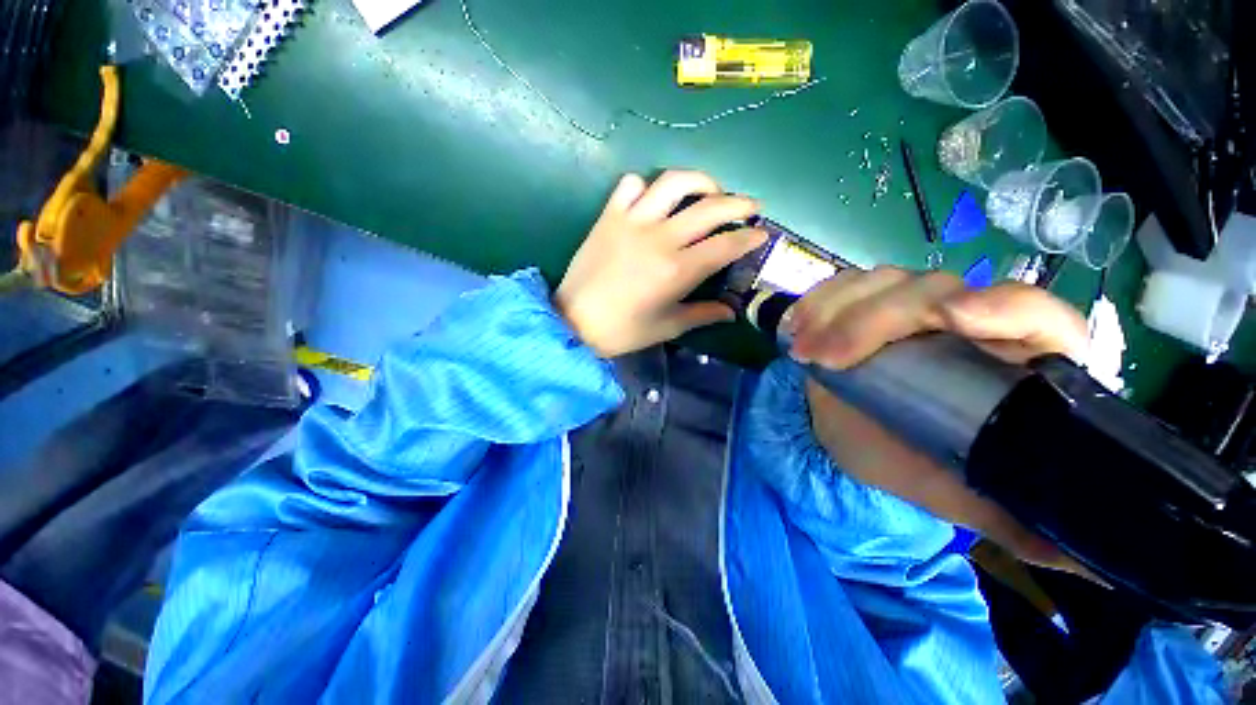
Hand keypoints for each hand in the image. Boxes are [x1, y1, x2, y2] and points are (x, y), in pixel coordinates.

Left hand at [556, 171, 767, 357]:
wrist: (574, 321)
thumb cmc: (623, 330)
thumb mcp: (667, 326)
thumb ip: (702, 315)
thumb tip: (731, 311)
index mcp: (677, 270)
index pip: (725, 245)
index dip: (749, 238)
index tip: (761, 235)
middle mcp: (659, 238)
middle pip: (710, 207)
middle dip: (739, 203)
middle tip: (750, 207)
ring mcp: (632, 222)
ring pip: (673, 182)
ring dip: (699, 181)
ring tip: (709, 191)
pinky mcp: (609, 216)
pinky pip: (630, 184)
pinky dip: (646, 186)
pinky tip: (652, 200)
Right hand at [793, 267, 1092, 574]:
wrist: (853, 438)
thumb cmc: (912, 464)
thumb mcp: (963, 496)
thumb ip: (1020, 522)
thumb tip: (1097, 566)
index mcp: (1013, 362)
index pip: (1038, 316)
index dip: (1006, 307)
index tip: (954, 319)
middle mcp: (967, 321)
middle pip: (937, 290)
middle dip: (877, 319)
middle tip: (827, 357)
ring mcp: (909, 306)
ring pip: (885, 282)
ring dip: (836, 310)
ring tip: (802, 349)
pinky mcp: (865, 302)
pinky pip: (843, 286)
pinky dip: (816, 302)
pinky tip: (796, 326)